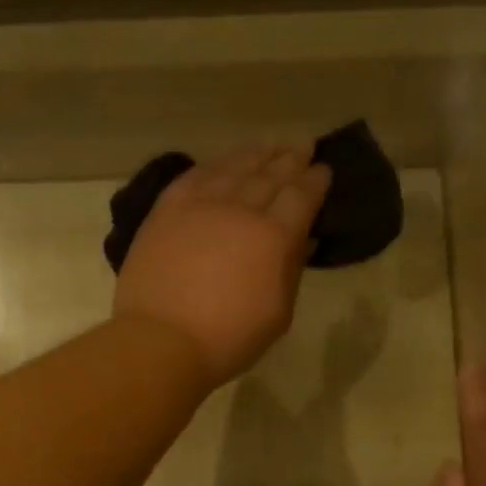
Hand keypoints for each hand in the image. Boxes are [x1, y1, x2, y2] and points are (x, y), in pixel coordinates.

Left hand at [114, 143, 331, 388]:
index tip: (324, 169)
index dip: (315, 180)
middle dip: (291, 158)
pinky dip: (215, 163)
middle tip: (303, 146)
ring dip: (256, 153)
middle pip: (270, 174)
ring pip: (234, 167)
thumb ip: (292, 271)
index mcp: (274, 236)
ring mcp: (200, 204)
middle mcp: (240, 209)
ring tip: (271, 145)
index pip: (301, 196)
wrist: (160, 341)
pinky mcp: (167, 209)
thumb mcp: (277, 315)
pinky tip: (223, 161)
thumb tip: (304, 239)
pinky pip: (196, 175)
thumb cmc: (227, 339)